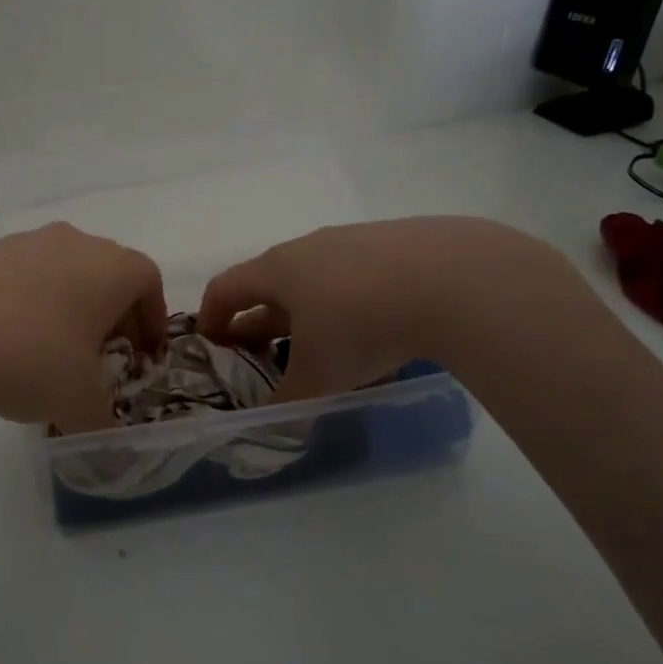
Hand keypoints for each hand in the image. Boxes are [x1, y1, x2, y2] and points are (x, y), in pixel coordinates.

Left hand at [0, 222, 166, 434]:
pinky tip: (4, 342)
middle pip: (107, 272)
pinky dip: (26, 303)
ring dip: (68, 306)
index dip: (153, 317)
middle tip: (103, 355)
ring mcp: (22, 243)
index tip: (144, 352)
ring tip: (51, 351)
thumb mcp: (79, 403)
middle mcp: (72, 242)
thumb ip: (102, 418)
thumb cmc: (30, 360)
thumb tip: (101, 429)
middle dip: (112, 313)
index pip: (148, 281)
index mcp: (110, 267)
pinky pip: (19, 276)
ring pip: (62, 271)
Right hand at [196, 217, 580, 400]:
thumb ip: (289, 401)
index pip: (226, 286)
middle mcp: (310, 247)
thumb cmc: (361, 325)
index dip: (211, 315)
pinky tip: (378, 331)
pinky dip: (353, 303)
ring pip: (318, 279)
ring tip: (322, 346)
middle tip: (262, 354)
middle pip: (271, 283)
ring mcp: (356, 241)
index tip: (210, 342)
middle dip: (261, 320)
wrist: (453, 280)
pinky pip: (360, 276)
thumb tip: (274, 423)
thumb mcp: (318, 375)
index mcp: (278, 270)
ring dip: (309, 312)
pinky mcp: (399, 243)